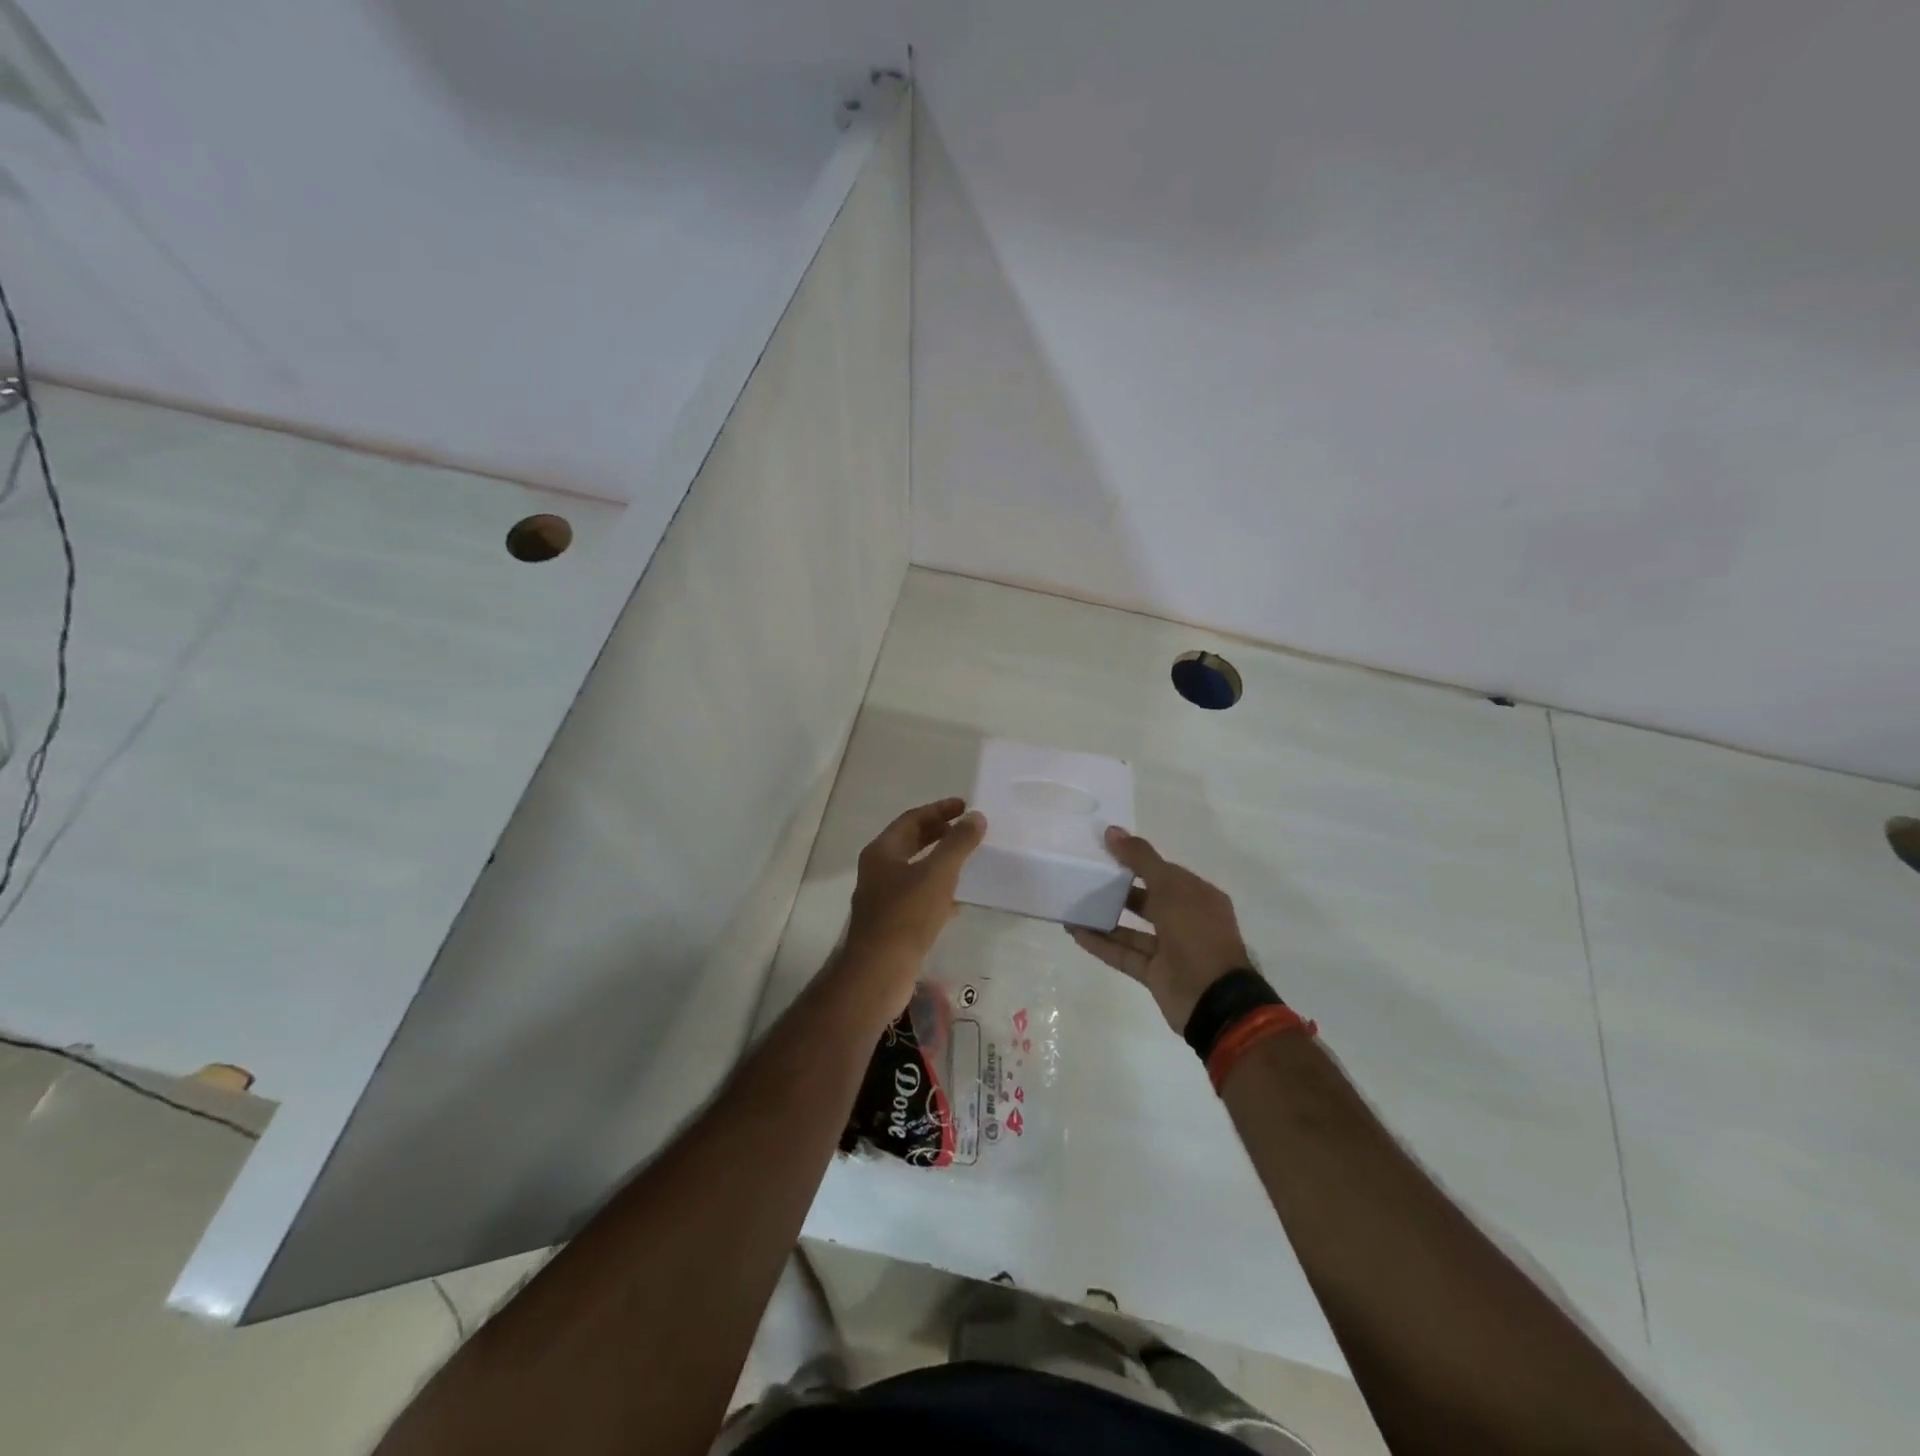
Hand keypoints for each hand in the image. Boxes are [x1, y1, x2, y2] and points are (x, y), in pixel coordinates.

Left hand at [841, 798, 986, 1013]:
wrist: (879, 972)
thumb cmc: (906, 915)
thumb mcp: (937, 874)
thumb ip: (958, 843)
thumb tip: (976, 816)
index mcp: (882, 852)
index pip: (912, 819)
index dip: (939, 810)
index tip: (965, 806)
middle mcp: (877, 870)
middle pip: (910, 842)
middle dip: (939, 833)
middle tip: (967, 828)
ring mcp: (882, 898)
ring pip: (914, 870)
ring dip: (939, 861)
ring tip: (967, 858)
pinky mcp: (891, 923)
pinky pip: (917, 896)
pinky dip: (937, 889)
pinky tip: (958, 899)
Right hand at [1068, 827, 1253, 1031]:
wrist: (1213, 999)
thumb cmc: (1197, 933)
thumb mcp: (1170, 887)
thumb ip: (1140, 859)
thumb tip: (1112, 831)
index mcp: (1198, 896)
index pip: (1164, 872)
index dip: (1136, 860)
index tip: (1104, 851)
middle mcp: (1186, 920)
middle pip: (1147, 899)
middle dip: (1119, 888)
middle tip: (1085, 876)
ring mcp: (1170, 949)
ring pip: (1132, 929)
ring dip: (1105, 918)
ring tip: (1074, 904)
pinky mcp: (1155, 974)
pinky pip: (1124, 954)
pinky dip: (1101, 944)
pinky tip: (1075, 932)